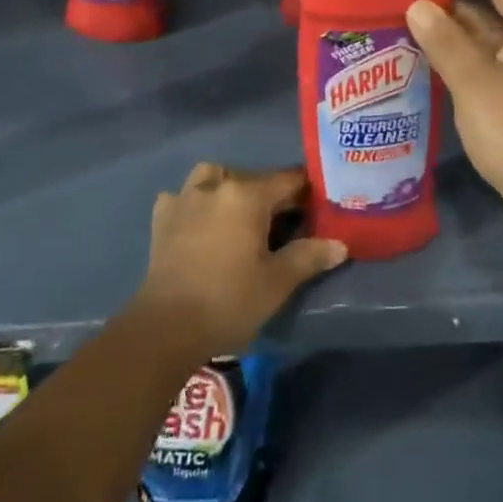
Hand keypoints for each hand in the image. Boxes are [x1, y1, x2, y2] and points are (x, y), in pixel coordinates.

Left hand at [134, 164, 347, 358]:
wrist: (167, 326)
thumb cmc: (229, 301)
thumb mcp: (277, 282)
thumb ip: (309, 257)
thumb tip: (339, 244)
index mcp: (248, 195)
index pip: (287, 180)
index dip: (306, 191)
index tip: (318, 205)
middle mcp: (217, 185)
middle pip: (253, 178)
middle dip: (271, 194)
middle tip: (284, 220)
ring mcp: (185, 197)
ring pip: (214, 176)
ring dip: (229, 187)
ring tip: (239, 213)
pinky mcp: (163, 216)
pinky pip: (184, 196)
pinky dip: (195, 202)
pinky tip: (200, 222)